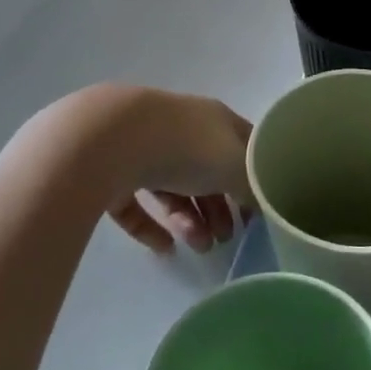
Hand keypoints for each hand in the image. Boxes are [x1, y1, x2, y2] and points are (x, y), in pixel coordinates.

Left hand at [100, 89, 254, 256]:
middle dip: (220, 208)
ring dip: (190, 221)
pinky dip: (151, 226)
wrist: (110, 140)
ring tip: (198, 249)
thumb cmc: (185, 147)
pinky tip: (164, 249)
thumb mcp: (235, 167)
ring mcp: (144, 149)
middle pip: (207, 172)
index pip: (244, 144)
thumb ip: (253, 187)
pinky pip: (137, 203)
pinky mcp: (112, 172)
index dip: (256, 175)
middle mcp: (181, 130)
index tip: (260, 210)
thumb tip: (260, 203)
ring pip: (173, 189)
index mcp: (214, 120)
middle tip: (226, 240)